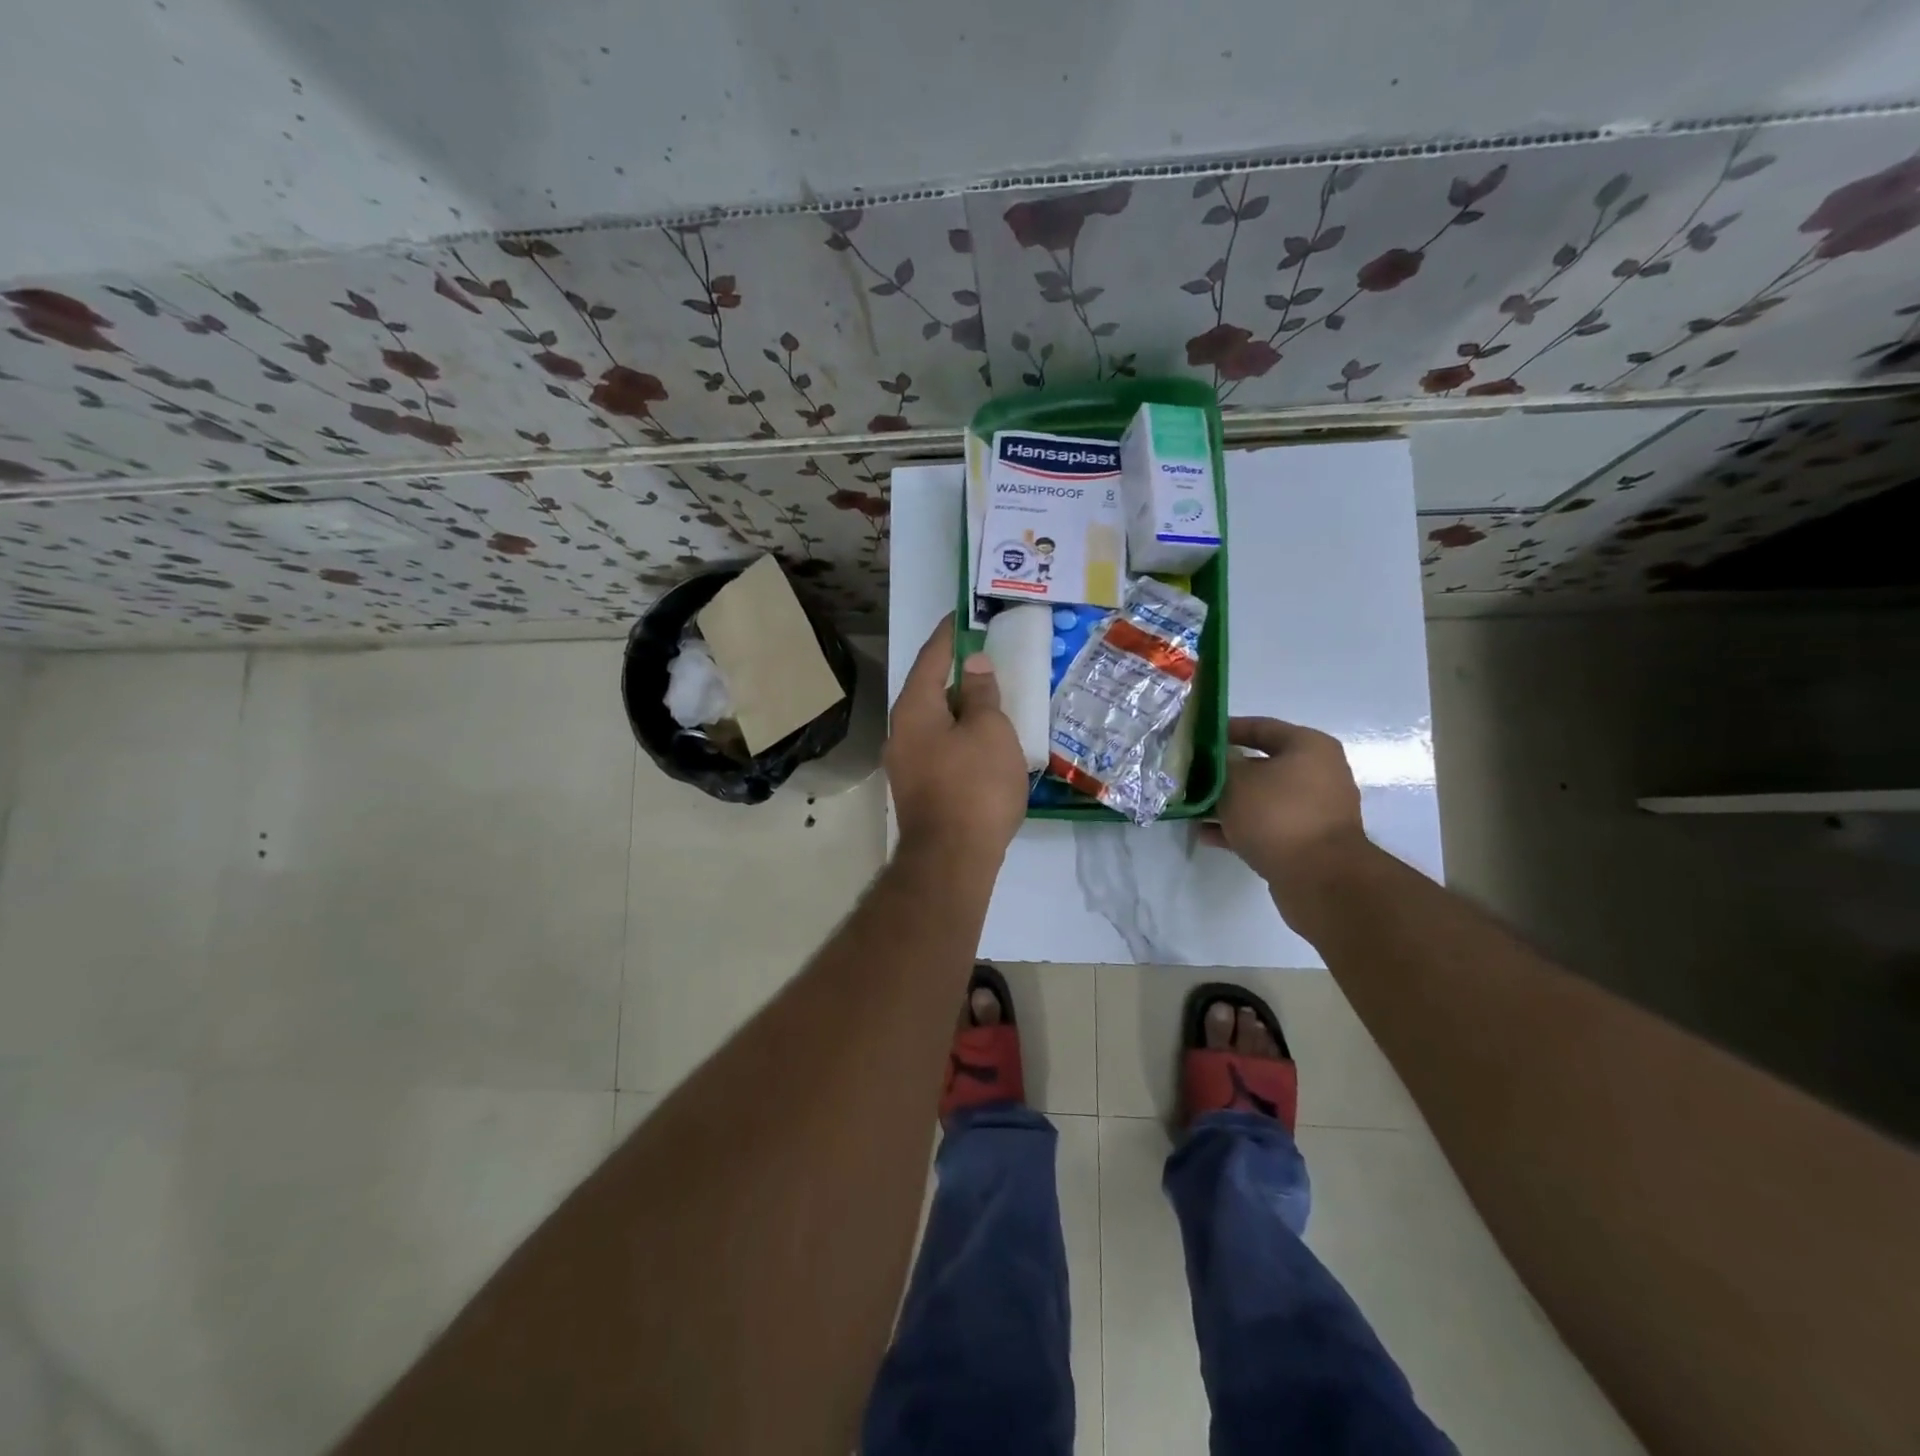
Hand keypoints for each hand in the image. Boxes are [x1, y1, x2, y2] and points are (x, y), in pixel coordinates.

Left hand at [886, 616, 1028, 866]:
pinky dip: (960, 735)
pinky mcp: (919, 788)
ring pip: (935, 722)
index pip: (931, 659)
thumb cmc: (974, 786)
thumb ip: (982, 694)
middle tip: (985, 657)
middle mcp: (901, 732)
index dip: (949, 636)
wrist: (952, 859)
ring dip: (960, 708)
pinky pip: (940, 747)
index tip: (962, 616)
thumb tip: (974, 666)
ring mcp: (906, 764)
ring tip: (990, 697)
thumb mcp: (990, 731)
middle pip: (929, 690)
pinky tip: (983, 741)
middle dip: (956, 674)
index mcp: (914, 709)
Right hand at [1202, 716, 1373, 918]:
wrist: (1319, 879)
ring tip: (1193, 807)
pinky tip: (1206, 834)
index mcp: (1309, 747)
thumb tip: (1216, 760)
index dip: (1226, 729)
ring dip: (1228, 802)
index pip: (1261, 726)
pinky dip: (1239, 827)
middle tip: (1191, 774)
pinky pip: (1266, 825)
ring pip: (1261, 798)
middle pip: (1261, 764)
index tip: (1196, 737)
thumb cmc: (1278, 815)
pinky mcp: (1306, 841)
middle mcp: (1318, 774)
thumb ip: (1219, 764)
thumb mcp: (1236, 781)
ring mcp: (1314, 810)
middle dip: (1223, 771)